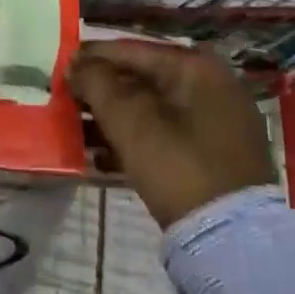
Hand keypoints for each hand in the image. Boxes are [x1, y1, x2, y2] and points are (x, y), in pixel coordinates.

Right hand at [67, 40, 275, 229]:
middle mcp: (212, 86)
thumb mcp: (130, 122)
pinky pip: (166, 134)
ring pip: (153, 109)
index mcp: (196, 69)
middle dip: (102, 91)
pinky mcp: (215, 155)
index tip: (62, 63)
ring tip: (76, 128)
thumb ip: (98, 85)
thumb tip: (77, 65)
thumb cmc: (178, 167)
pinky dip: (136, 139)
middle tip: (67, 98)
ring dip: (114, 117)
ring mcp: (218, 123)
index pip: (133, 51)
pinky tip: (101, 156)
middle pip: (143, 79)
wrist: (232, 242)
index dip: (93, 57)